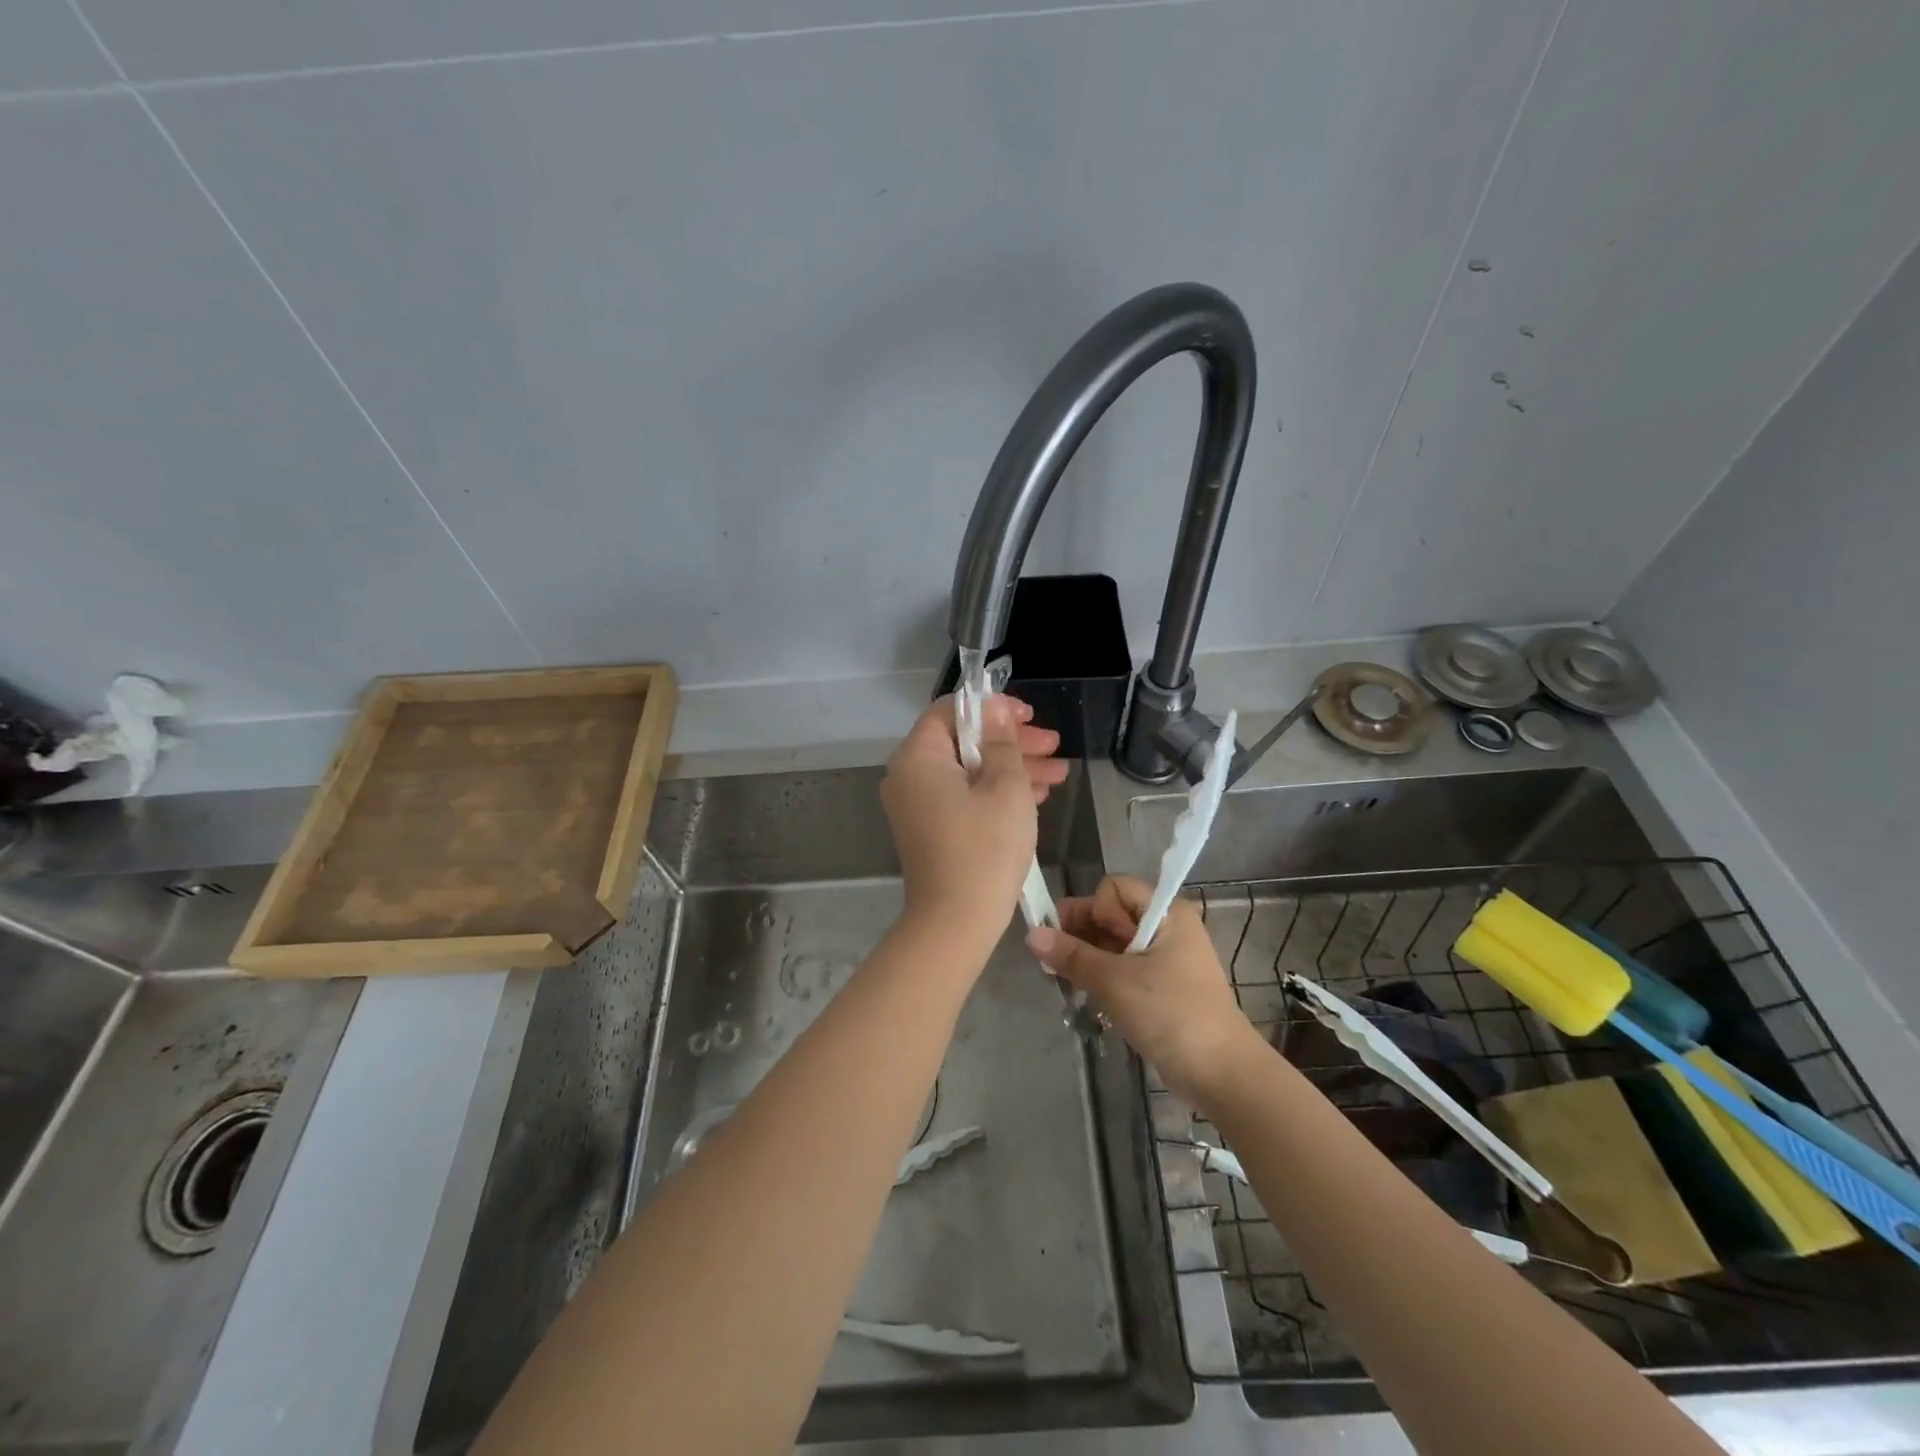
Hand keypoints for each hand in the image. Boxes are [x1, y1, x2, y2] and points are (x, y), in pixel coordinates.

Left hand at [881, 695, 1068, 942]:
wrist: (956, 922)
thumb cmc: (984, 848)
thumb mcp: (1005, 787)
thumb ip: (1001, 742)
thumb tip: (995, 708)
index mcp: (918, 757)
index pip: (950, 711)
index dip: (992, 708)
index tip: (1028, 716)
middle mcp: (910, 776)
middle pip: (961, 741)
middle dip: (1010, 740)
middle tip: (1053, 743)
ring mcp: (918, 805)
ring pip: (968, 771)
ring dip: (1011, 767)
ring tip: (1058, 771)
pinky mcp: (931, 829)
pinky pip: (964, 796)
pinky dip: (996, 792)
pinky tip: (1037, 795)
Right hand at [1027, 876, 1261, 1104]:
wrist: (1220, 1073)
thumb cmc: (1170, 1014)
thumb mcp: (1115, 982)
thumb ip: (1072, 956)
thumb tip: (1031, 935)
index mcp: (1165, 913)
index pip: (1114, 887)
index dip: (1094, 909)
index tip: (1085, 941)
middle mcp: (1166, 927)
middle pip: (1111, 914)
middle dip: (1081, 933)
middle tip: (1056, 962)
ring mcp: (1165, 957)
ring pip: (1113, 943)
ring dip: (1088, 958)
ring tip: (1065, 981)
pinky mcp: (1161, 985)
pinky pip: (1123, 967)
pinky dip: (1102, 975)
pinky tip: (1084, 994)